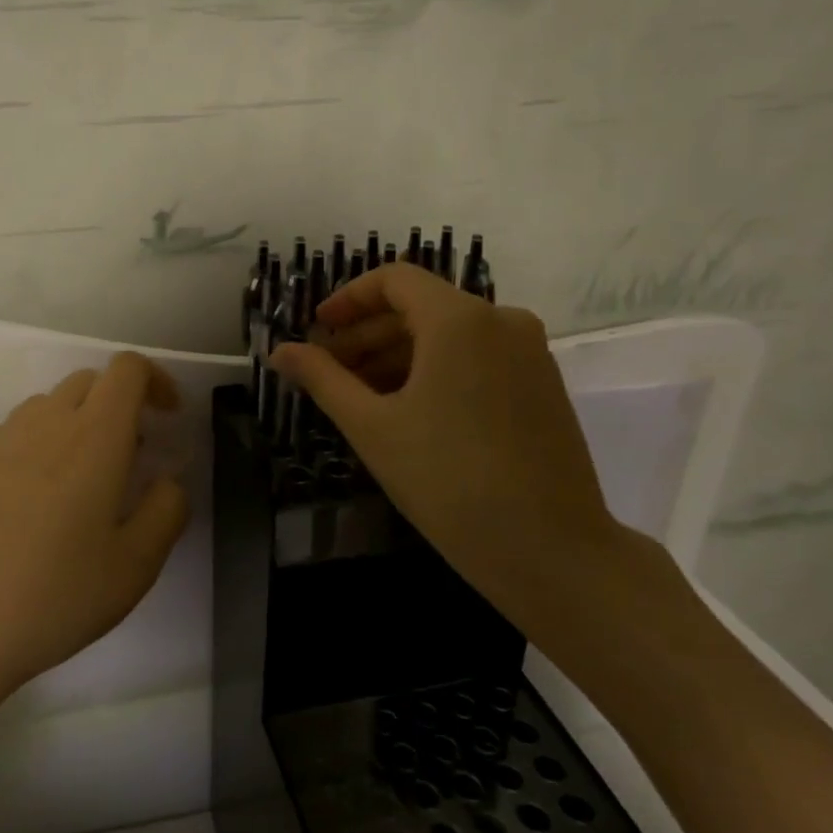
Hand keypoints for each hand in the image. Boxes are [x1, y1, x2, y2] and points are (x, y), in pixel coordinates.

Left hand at [0, 352, 189, 706]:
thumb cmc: (50, 596)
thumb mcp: (134, 568)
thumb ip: (166, 512)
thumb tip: (166, 482)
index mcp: (93, 436)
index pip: (127, 369)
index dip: (155, 380)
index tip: (167, 417)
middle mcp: (44, 422)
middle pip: (88, 381)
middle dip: (118, 404)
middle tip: (128, 457)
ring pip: (47, 407)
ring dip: (75, 425)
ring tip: (77, 486)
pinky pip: (12, 435)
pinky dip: (36, 448)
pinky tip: (27, 508)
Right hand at [270, 264, 631, 639]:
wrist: (554, 553)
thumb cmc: (450, 482)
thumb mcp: (372, 427)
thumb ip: (322, 378)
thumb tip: (279, 351)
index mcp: (460, 320)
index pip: (393, 279)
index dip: (347, 299)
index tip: (316, 331)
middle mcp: (502, 320)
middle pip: (419, 307)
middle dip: (366, 334)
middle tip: (328, 372)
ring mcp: (529, 353)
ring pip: (448, 334)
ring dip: (397, 355)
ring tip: (360, 397)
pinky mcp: (543, 385)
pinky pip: (476, 357)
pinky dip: (435, 370)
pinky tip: (408, 411)